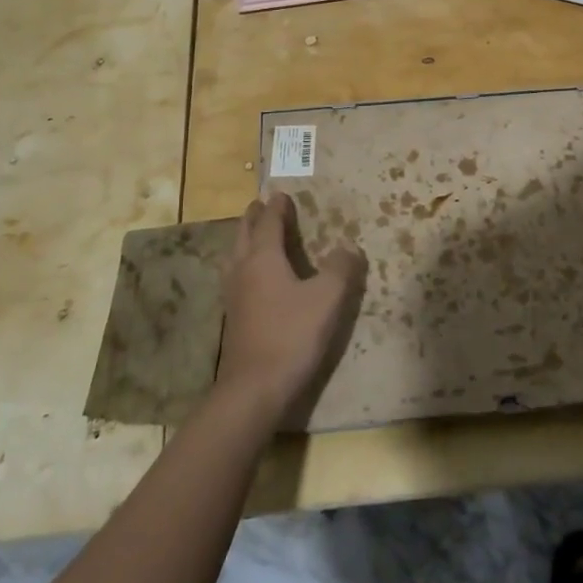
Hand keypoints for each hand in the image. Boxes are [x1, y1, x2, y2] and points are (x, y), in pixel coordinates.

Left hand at [216, 193, 365, 429]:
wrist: (254, 388)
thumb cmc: (292, 335)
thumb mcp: (327, 298)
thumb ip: (341, 268)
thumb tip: (349, 246)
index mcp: (263, 258)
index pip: (268, 222)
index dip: (276, 207)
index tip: (281, 194)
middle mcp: (243, 269)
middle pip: (244, 234)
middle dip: (254, 217)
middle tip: (261, 205)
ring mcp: (234, 295)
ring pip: (236, 255)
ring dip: (245, 239)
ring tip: (254, 235)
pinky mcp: (234, 317)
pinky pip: (237, 276)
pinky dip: (245, 263)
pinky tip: (253, 278)